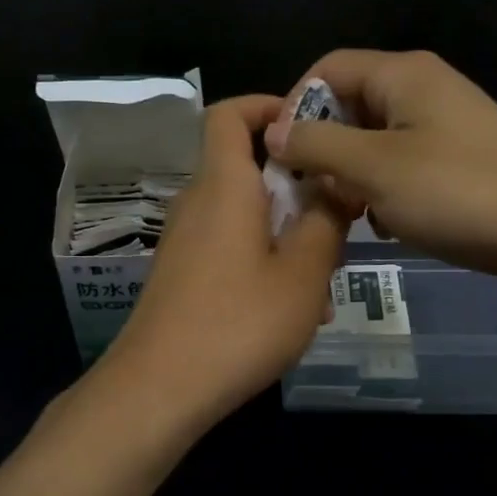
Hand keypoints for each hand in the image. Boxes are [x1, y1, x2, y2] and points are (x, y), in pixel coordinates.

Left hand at [99, 94, 348, 435]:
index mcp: (224, 186)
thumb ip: (326, 222)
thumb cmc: (238, 323)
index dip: (268, 106)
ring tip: (325, 279)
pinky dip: (264, 260)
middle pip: (247, 168)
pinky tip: (293, 309)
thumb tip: (337, 186)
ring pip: (245, 215)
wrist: (159, 389)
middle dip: (296, 185)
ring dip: (287, 233)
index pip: (229, 114)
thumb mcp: (303, 274)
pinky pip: (230, 248)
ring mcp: (185, 240)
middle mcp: (197, 202)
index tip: (311, 129)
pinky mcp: (181, 274)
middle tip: (338, 218)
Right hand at [266, 50, 496, 288]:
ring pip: (373, 140)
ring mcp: (445, 124)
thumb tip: (271, 130)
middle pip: (349, 104)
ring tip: (351, 213)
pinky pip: (403, 164)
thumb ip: (316, 144)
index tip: (280, 156)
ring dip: (352, 175)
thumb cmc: (458, 192)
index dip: (293, 106)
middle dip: (324, 148)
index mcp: (402, 73)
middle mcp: (423, 88)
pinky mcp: (460, 159)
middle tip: (314, 192)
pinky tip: (388, 222)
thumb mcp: (374, 168)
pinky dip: (385, 189)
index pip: (326, 69)